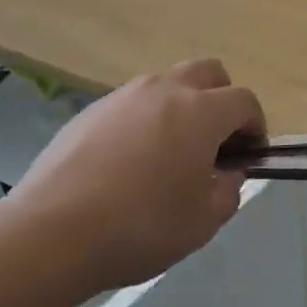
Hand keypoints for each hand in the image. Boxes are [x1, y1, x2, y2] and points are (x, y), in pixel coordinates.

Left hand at [14, 59, 259, 292]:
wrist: (51, 233)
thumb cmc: (141, 226)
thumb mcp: (204, 221)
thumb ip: (229, 189)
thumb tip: (227, 172)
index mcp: (201, 111)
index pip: (244, 101)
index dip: (255, 126)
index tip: (249, 156)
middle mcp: (165, 90)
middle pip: (208, 73)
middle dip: (221, 100)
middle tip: (214, 143)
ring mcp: (124, 96)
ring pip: (167, 84)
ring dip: (181, 107)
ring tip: (168, 153)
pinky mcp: (90, 111)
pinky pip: (132, 104)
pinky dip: (144, 121)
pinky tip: (127, 163)